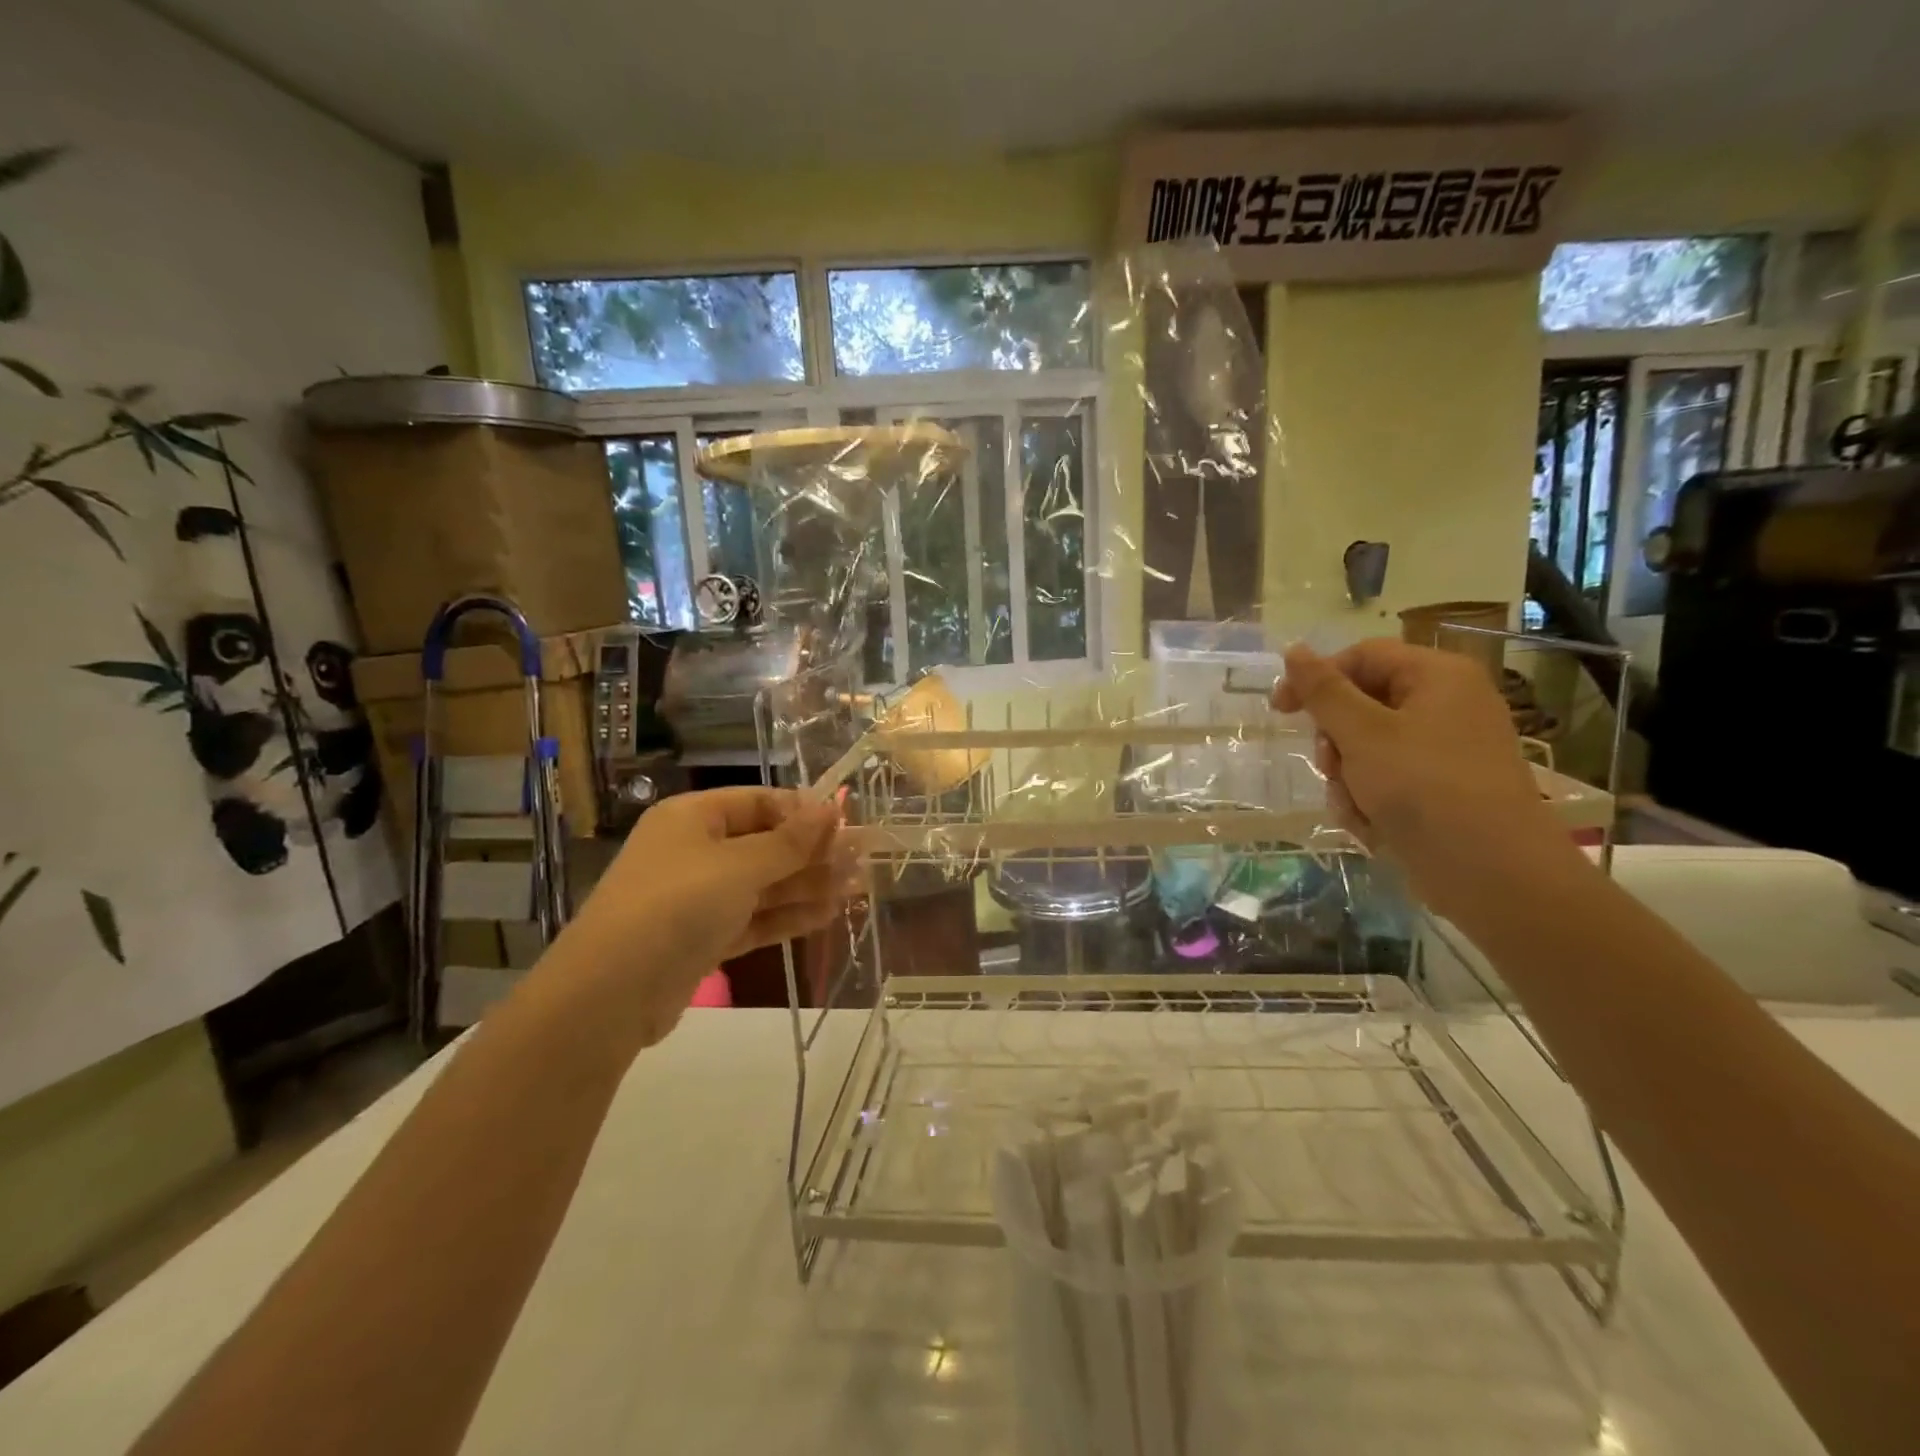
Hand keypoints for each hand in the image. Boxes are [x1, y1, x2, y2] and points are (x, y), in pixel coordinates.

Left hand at [539, 788, 852, 1044]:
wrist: (610, 993)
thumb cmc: (677, 905)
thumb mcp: (740, 866)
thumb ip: (791, 841)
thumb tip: (831, 807)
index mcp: (694, 817)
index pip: (760, 802)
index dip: (804, 812)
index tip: (847, 826)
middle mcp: (695, 851)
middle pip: (765, 844)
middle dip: (813, 853)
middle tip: (862, 862)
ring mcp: (697, 897)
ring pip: (763, 884)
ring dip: (808, 885)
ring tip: (857, 888)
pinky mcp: (702, 938)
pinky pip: (753, 918)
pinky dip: (787, 916)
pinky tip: (827, 914)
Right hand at [1272, 639, 1571, 908]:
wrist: (1492, 873)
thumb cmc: (1424, 788)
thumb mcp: (1362, 733)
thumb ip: (1323, 690)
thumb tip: (1294, 650)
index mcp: (1437, 676)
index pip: (1361, 656)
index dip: (1316, 678)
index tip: (1280, 711)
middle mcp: (1445, 705)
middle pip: (1361, 704)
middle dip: (1335, 741)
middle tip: (1330, 766)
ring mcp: (1444, 750)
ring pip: (1366, 748)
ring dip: (1347, 778)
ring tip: (1355, 806)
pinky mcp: (1440, 789)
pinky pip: (1386, 779)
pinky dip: (1369, 800)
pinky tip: (1372, 827)